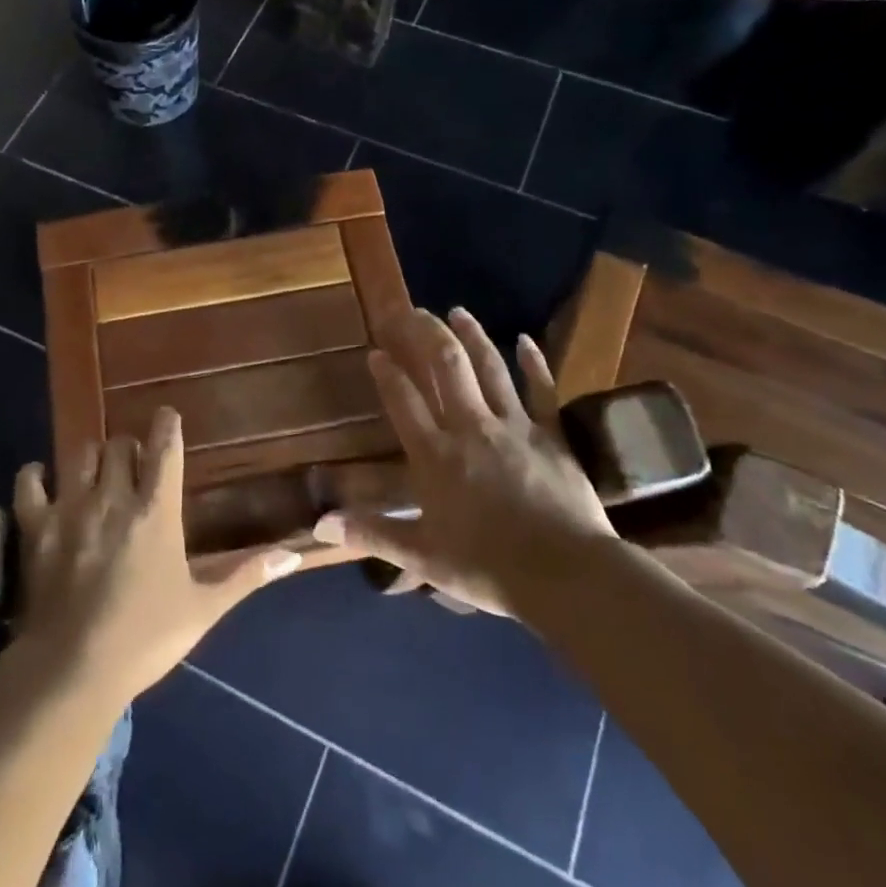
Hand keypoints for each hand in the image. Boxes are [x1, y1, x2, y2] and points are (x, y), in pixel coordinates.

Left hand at [13, 408, 301, 701]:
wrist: (73, 671)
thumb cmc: (145, 638)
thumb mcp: (203, 608)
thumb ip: (246, 575)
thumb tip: (294, 555)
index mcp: (156, 511)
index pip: (165, 447)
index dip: (167, 425)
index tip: (167, 416)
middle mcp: (113, 497)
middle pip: (120, 444)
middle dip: (130, 448)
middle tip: (134, 465)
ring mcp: (70, 508)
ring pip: (80, 454)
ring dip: (92, 458)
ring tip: (96, 473)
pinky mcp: (35, 526)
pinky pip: (30, 481)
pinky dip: (37, 475)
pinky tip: (44, 482)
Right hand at [316, 307, 614, 613]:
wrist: (566, 575)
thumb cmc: (488, 568)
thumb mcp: (422, 557)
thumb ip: (372, 534)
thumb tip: (319, 525)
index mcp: (436, 456)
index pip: (405, 402)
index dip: (388, 374)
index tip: (376, 351)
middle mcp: (470, 428)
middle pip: (446, 368)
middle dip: (426, 335)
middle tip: (412, 312)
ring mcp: (514, 427)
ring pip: (489, 369)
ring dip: (472, 336)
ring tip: (456, 311)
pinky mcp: (551, 435)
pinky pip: (542, 391)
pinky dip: (534, 364)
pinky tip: (526, 341)